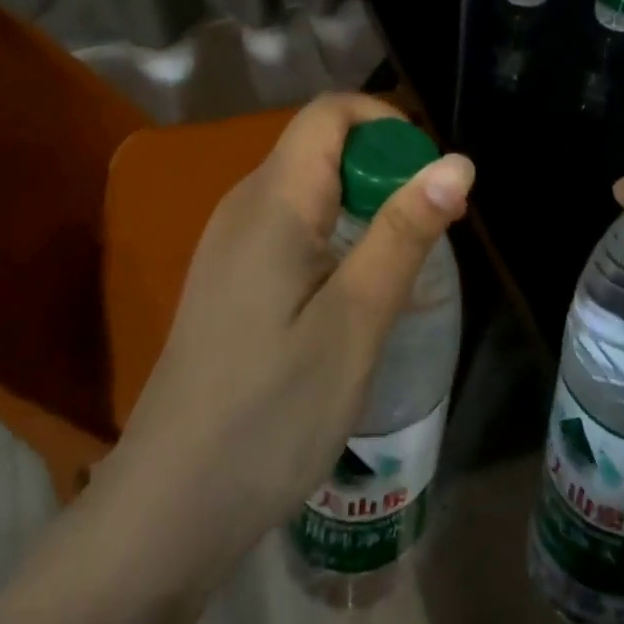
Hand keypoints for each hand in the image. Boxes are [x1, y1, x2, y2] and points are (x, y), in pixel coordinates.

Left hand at [95, 92, 474, 575]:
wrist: (167, 511)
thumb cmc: (271, 414)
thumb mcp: (356, 322)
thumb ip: (405, 234)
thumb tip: (457, 162)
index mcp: (273, 201)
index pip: (331, 113)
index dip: (388, 125)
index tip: (430, 179)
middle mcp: (245, 205)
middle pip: (322, 146)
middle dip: (384, 170)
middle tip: (429, 233)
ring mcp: (231, 243)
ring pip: (310, 188)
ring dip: (366, 206)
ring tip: (401, 268)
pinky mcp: (230, 279)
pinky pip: (292, 226)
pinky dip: (337, 236)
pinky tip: (355, 297)